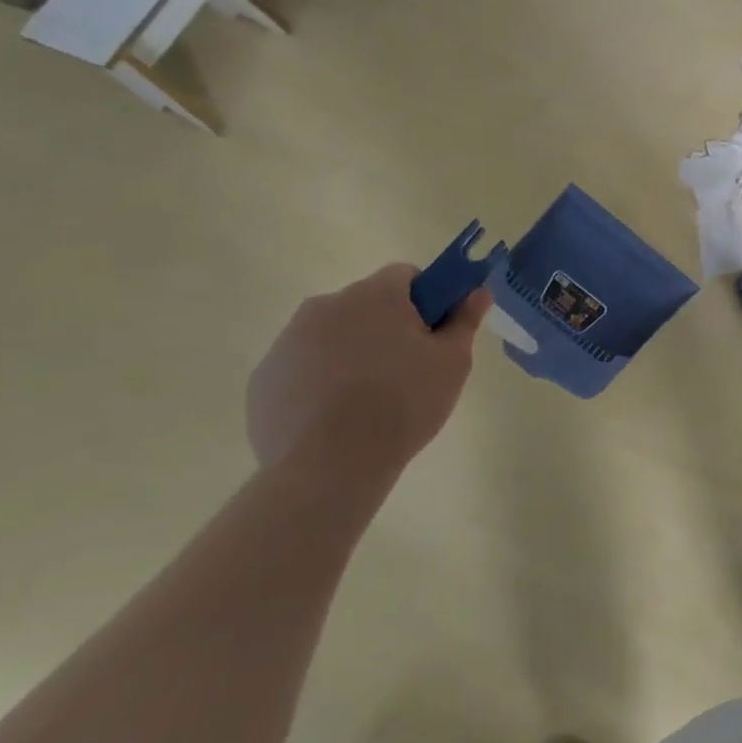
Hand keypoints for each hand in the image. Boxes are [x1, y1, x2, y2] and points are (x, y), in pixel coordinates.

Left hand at [247, 264, 490, 475]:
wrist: (329, 467)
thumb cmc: (403, 404)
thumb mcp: (452, 362)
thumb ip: (465, 320)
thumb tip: (478, 291)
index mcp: (375, 295)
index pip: (405, 275)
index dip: (425, 299)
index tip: (432, 333)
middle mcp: (326, 305)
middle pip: (366, 304)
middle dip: (386, 327)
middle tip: (406, 370)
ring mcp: (288, 341)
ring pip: (331, 334)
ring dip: (350, 352)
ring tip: (367, 400)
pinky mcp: (263, 378)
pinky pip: (302, 367)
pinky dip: (319, 381)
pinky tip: (333, 417)